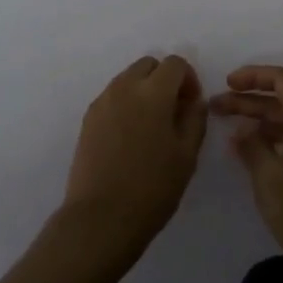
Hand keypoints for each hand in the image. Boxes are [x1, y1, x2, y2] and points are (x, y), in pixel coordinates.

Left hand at [60, 55, 207, 265]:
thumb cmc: (152, 188)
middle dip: (165, 79)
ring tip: (152, 126)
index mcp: (153, 92)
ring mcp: (102, 102)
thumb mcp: (186, 155)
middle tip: (173, 111)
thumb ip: (195, 119)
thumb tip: (194, 101)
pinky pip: (113, 97)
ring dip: (144, 90)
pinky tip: (131, 136)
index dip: (189, 79)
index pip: (175, 64)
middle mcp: (124, 87)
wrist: (101, 218)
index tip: (192, 105)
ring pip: (128, 78)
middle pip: (148, 65)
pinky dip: (126, 103)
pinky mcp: (88, 119)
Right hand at [209, 66, 282, 282]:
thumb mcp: (271, 180)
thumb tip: (242, 131)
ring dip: (259, 121)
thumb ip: (252, 148)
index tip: (227, 83)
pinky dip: (273, 141)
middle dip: (249, 100)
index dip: (254, 75)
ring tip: (229, 131)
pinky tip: (253, 155)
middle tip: (215, 108)